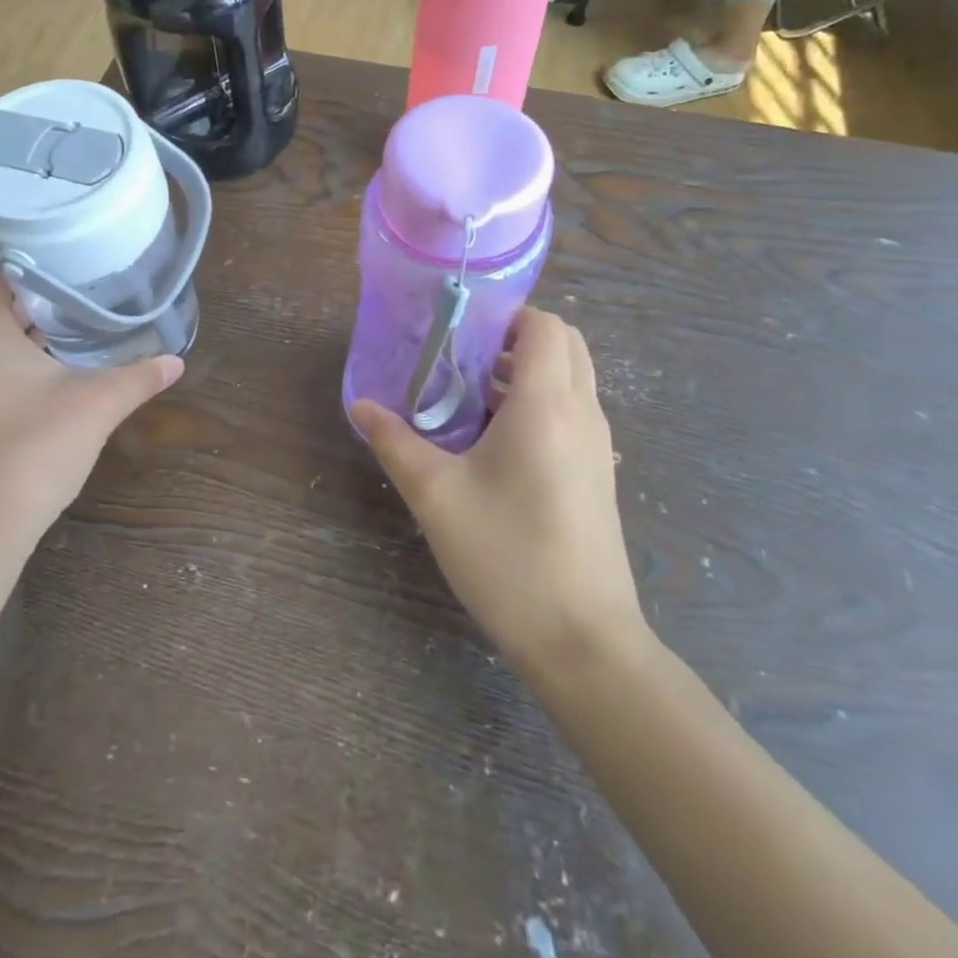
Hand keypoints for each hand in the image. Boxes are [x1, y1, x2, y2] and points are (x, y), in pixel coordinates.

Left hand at [0, 253, 183, 549]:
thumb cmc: (33, 450)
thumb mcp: (96, 405)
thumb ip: (139, 377)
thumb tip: (176, 361)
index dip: (28, 243)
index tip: (71, 239)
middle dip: (41, 280)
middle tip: (89, 270)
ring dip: (33, 315)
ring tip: (83, 305)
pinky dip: (24, 345)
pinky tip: (63, 354)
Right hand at [351, 309, 643, 673]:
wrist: (583, 642)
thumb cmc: (507, 557)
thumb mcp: (436, 496)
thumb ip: (394, 442)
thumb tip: (359, 405)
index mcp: (546, 405)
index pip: (544, 326)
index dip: (506, 315)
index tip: (460, 329)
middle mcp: (581, 413)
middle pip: (565, 344)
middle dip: (518, 337)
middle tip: (464, 356)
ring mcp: (597, 446)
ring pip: (572, 378)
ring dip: (528, 371)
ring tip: (470, 395)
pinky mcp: (597, 474)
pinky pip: (573, 411)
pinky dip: (541, 401)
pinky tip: (495, 441)